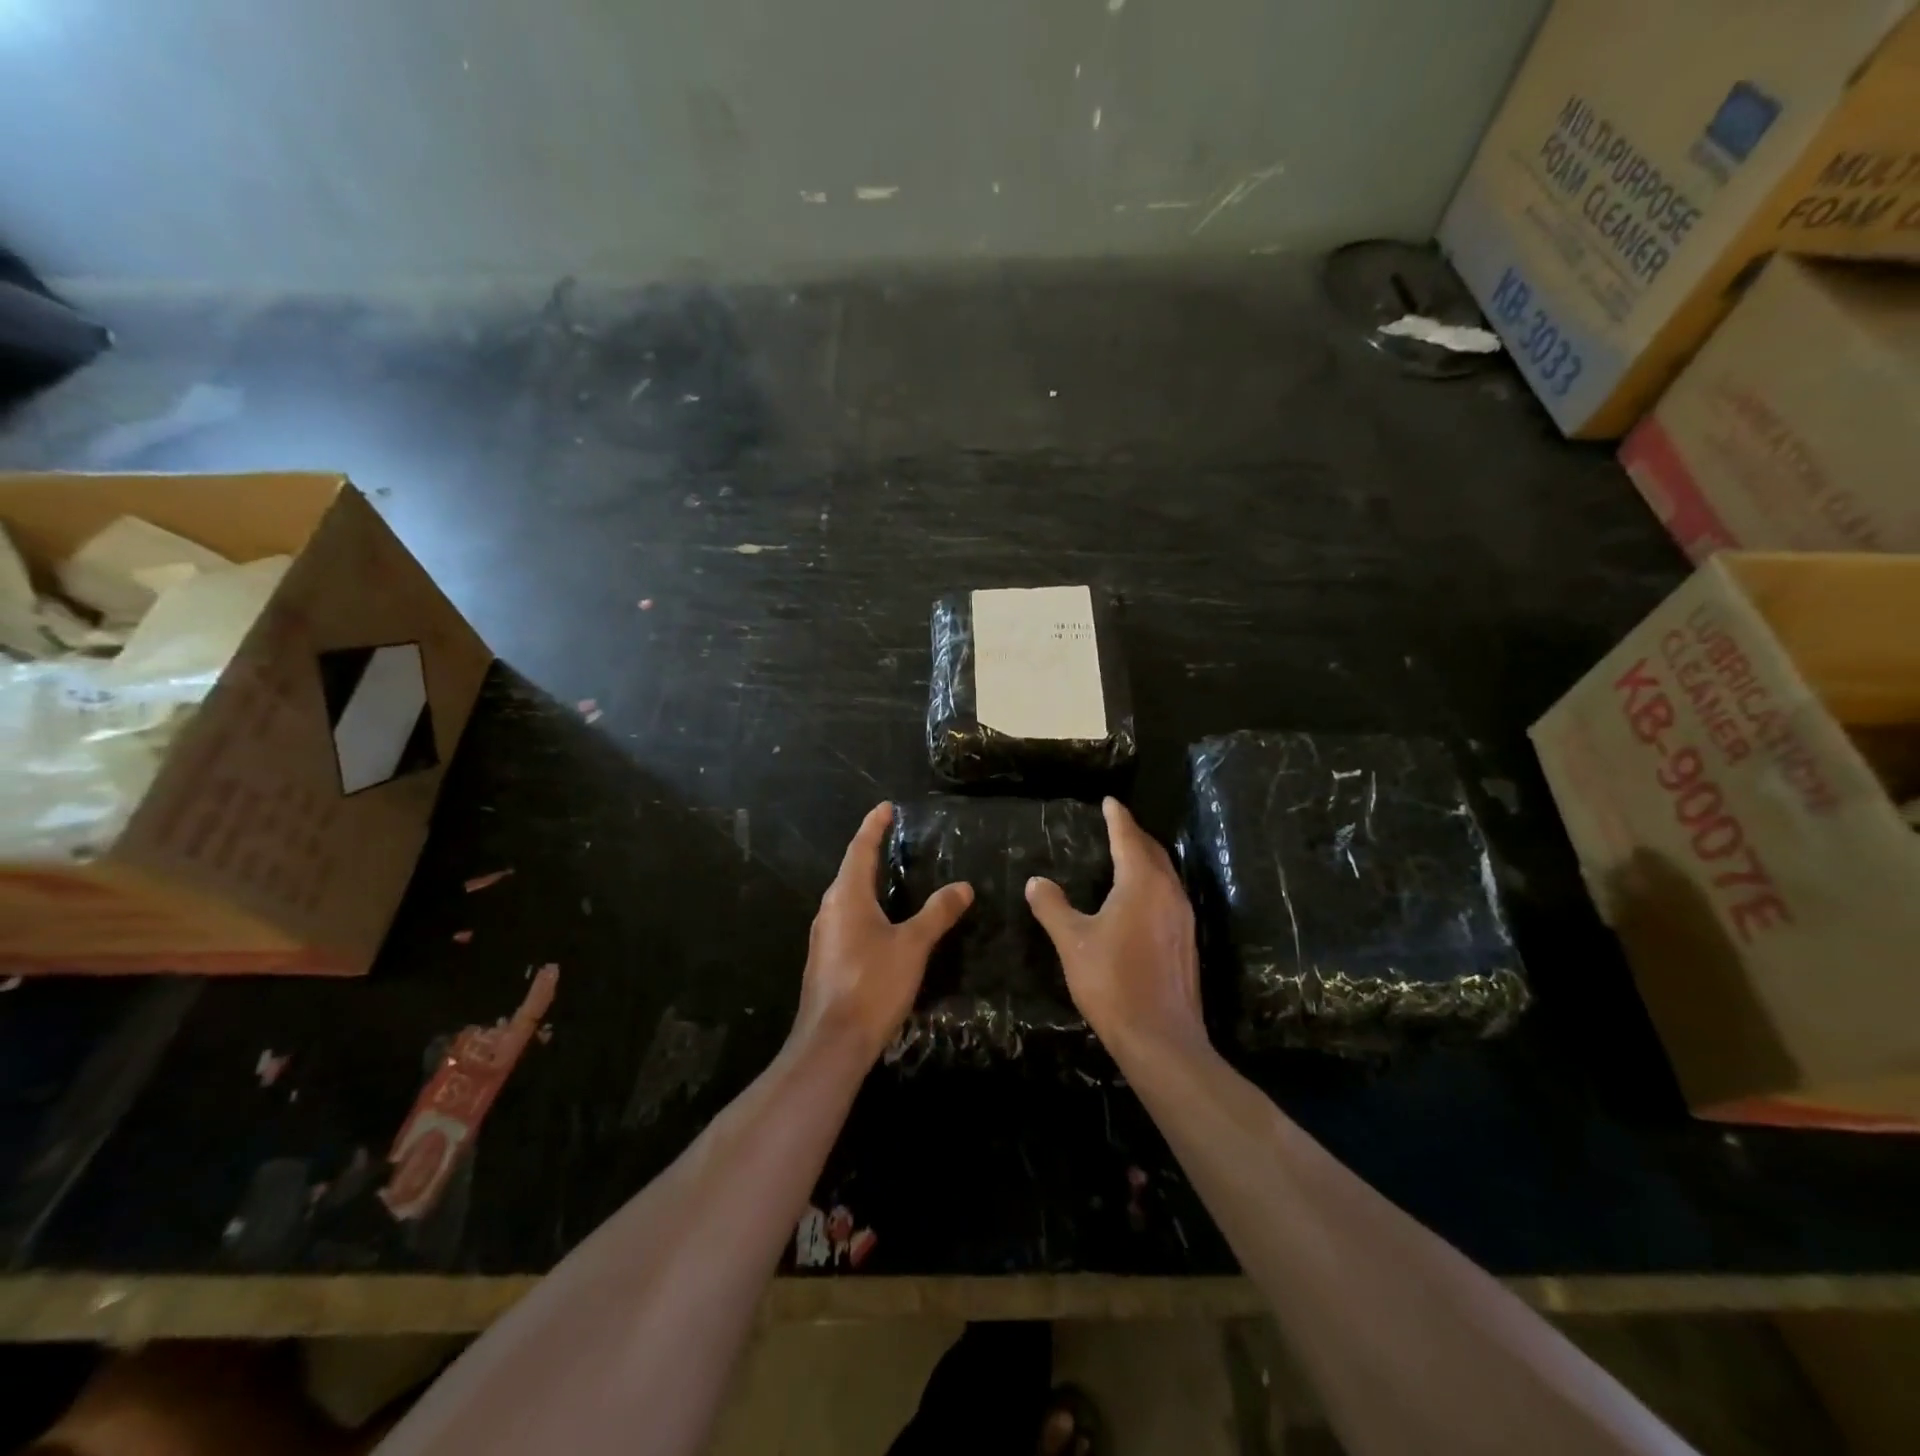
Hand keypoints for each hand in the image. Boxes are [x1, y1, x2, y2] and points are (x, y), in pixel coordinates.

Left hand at [794, 802, 972, 1064]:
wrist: (832, 1042)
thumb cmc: (872, 984)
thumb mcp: (913, 946)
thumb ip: (937, 913)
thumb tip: (962, 886)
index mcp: (848, 895)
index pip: (861, 848)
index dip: (874, 826)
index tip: (886, 807)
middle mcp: (831, 908)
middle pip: (851, 869)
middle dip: (871, 850)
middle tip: (895, 837)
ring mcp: (826, 935)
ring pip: (848, 896)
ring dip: (868, 880)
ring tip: (893, 873)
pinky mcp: (827, 958)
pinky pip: (848, 918)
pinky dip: (866, 906)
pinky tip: (883, 920)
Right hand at [1026, 798, 1205, 1061]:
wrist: (1161, 1038)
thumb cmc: (1112, 982)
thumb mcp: (1072, 942)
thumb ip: (1052, 907)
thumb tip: (1036, 881)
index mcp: (1141, 883)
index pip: (1128, 838)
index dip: (1117, 818)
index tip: (1109, 801)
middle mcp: (1169, 892)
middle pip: (1153, 851)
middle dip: (1134, 835)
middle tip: (1117, 824)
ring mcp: (1183, 917)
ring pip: (1165, 873)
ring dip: (1146, 858)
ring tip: (1127, 854)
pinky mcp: (1187, 941)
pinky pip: (1170, 895)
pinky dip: (1153, 882)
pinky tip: (1141, 898)